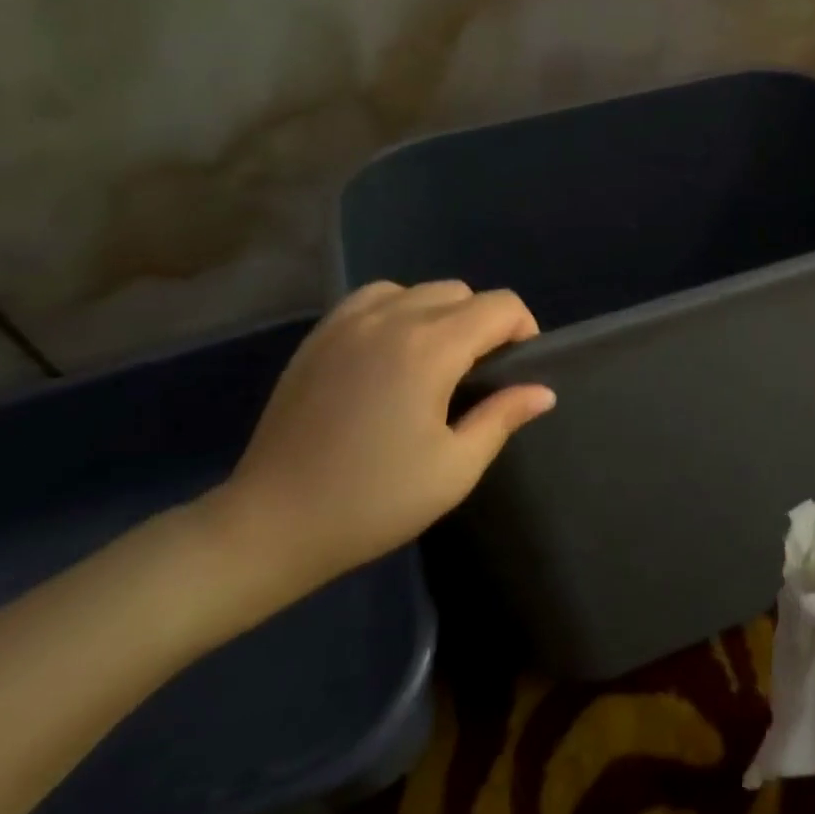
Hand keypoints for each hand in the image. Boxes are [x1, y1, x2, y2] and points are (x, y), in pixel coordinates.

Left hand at [199, 281, 554, 610]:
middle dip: (485, 323)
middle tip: (480, 375)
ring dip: (442, 314)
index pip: (500, 306)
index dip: (524, 330)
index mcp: (430, 348)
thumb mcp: (455, 468)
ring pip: (417, 290)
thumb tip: (543, 391)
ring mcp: (348, 322)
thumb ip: (503, 417)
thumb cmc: (374, 501)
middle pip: (461, 292)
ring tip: (436, 362)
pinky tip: (393, 353)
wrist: (272, 524)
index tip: (517, 371)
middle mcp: (391, 319)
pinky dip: (399, 310)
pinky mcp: (318, 336)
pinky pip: (374, 298)